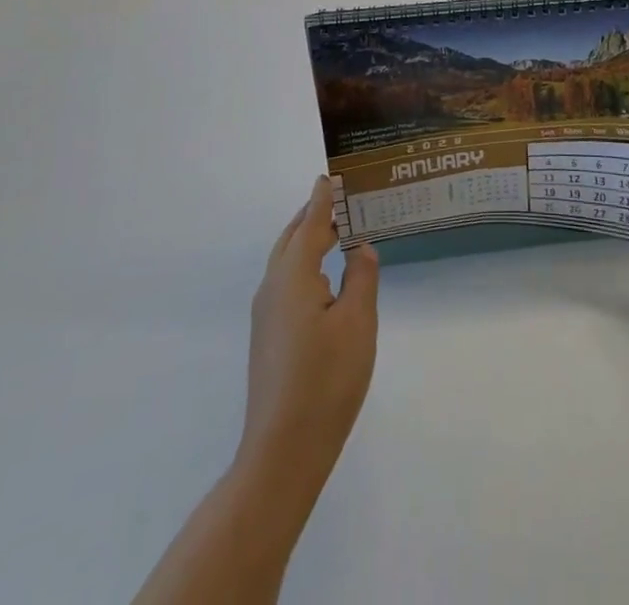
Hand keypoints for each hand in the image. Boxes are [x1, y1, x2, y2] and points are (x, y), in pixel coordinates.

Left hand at [240, 176, 379, 481]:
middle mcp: (273, 288)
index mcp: (293, 276)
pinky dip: (305, 265)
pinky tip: (326, 280)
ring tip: (338, 234)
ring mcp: (266, 315)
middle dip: (313, 216)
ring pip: (286, 262)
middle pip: (291, 238)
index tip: (331, 175)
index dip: (322, 199)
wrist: (282, 452)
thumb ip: (361, 277)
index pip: (309, 224)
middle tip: (340, 200)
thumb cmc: (326, 381)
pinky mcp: (268, 337)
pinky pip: (286, 283)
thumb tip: (359, 248)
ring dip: (308, 241)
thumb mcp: (357, 323)